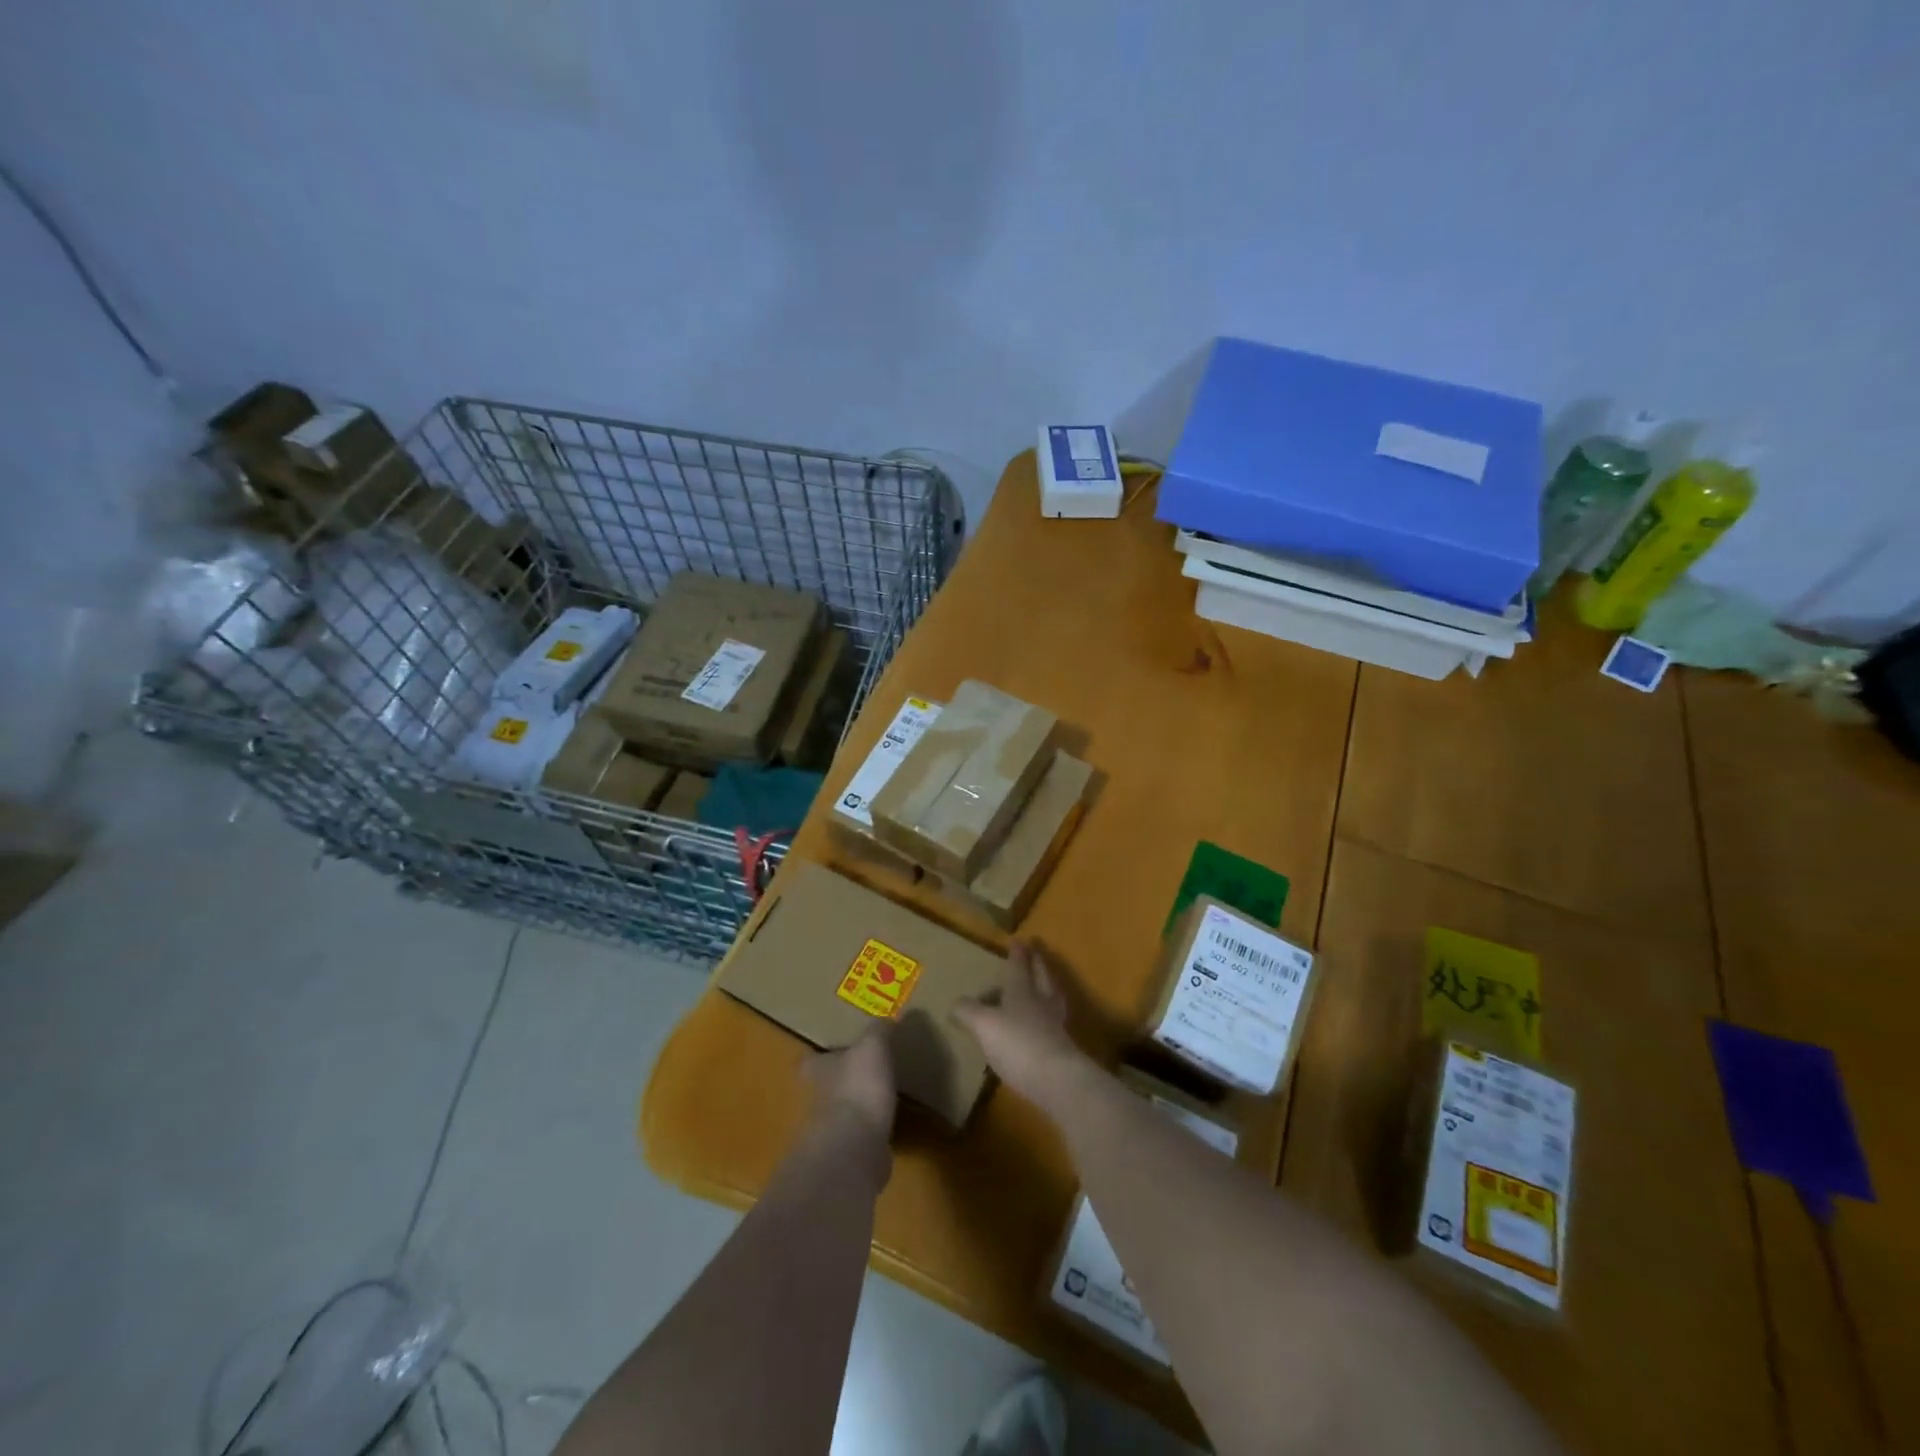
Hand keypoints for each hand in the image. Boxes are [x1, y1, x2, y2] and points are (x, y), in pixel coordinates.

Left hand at [806, 1022, 896, 1138]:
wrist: (856, 1146)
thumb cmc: (858, 1086)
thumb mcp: (873, 1046)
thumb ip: (878, 1031)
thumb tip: (887, 1017)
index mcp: (819, 1070)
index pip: (810, 1060)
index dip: (819, 1056)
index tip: (832, 1051)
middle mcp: (818, 1099)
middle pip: (825, 1087)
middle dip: (841, 1081)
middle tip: (863, 1072)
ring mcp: (831, 1130)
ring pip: (841, 1113)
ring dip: (856, 1107)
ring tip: (879, 1098)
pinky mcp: (848, 1154)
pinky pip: (859, 1137)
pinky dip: (870, 1131)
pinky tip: (887, 1126)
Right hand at [952, 941, 1088, 1108]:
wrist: (1056, 1080)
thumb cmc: (1017, 1043)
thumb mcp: (983, 1025)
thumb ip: (968, 1011)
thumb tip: (956, 1002)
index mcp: (1022, 989)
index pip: (1019, 965)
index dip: (1018, 952)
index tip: (1019, 939)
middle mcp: (1040, 1001)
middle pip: (1040, 975)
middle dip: (1037, 962)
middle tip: (1035, 952)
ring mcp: (1054, 1024)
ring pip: (1050, 996)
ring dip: (1046, 986)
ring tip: (1040, 984)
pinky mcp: (1061, 1047)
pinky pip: (1052, 1021)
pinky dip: (1045, 1016)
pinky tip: (1038, 1024)